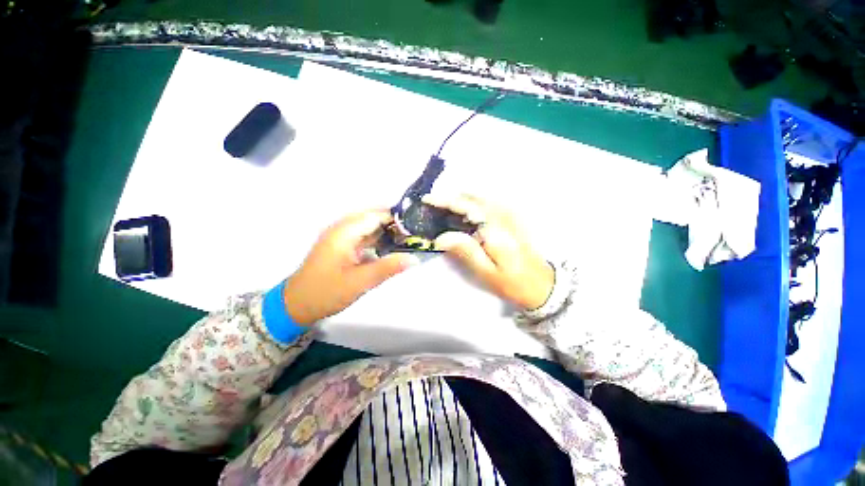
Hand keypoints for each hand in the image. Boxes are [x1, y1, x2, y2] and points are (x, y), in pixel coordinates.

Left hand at [283, 210, 417, 324]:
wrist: (296, 305)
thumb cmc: (326, 292)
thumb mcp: (360, 282)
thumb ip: (388, 268)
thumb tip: (414, 258)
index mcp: (344, 232)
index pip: (376, 215)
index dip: (397, 219)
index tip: (417, 226)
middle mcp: (342, 228)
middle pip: (373, 218)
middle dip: (394, 224)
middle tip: (415, 234)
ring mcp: (341, 237)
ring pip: (369, 226)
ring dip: (387, 231)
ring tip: (408, 240)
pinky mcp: (341, 245)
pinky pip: (364, 236)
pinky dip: (378, 239)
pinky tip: (390, 248)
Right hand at [424, 194, 553, 309]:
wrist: (544, 284)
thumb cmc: (512, 282)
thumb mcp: (486, 272)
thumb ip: (465, 251)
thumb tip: (440, 237)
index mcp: (495, 228)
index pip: (466, 206)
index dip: (444, 201)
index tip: (427, 200)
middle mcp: (504, 215)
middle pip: (472, 198)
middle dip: (451, 198)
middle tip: (433, 206)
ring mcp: (511, 214)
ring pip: (481, 198)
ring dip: (461, 199)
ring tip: (445, 208)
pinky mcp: (514, 218)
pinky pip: (489, 203)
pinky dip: (474, 203)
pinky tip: (466, 213)